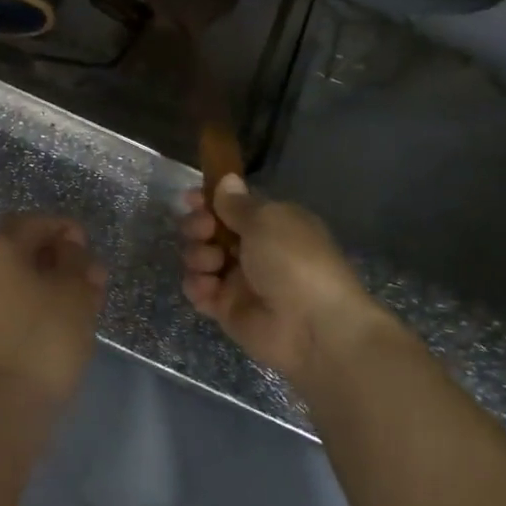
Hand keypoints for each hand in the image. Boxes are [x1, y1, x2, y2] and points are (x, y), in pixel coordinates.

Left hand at [0, 215, 106, 407]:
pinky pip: (5, 302)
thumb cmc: (41, 338)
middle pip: (22, 248)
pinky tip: (58, 322)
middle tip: (91, 279)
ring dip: (48, 282)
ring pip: (14, 277)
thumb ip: (76, 260)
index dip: (69, 231)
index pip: (37, 222)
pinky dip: (31, 303)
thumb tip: (68, 248)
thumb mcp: (74, 291)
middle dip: (59, 258)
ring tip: (83, 304)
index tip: (92, 253)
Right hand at [180, 177, 384, 385]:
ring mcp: (238, 280)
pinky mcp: (226, 309)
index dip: (209, 200)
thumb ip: (237, 203)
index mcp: (270, 223)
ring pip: (200, 258)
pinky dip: (197, 286)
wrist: (313, 326)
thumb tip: (226, 179)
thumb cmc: (293, 260)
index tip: (192, 198)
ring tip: (213, 264)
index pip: (231, 205)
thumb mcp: (267, 220)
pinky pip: (199, 290)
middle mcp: (253, 248)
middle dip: (198, 225)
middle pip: (209, 229)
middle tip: (204, 231)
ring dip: (198, 256)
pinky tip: (207, 287)